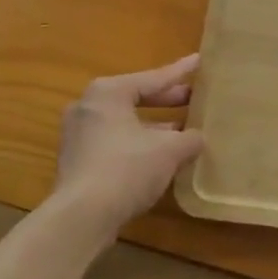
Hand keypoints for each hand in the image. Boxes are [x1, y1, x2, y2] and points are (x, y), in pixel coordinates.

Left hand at [50, 55, 204, 232]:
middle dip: (166, 101)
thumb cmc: (127, 169)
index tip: (199, 60)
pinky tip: (161, 156)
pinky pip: (115, 142)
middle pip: (136, 98)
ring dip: (154, 126)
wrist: (81, 218)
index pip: (153, 78)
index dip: (180, 72)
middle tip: (194, 98)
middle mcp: (88, 106)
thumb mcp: (169, 150)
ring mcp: (78, 135)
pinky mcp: (77, 161)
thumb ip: (189, 138)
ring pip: (125, 122)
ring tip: (183, 130)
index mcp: (108, 93)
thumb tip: (198, 137)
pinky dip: (138, 144)